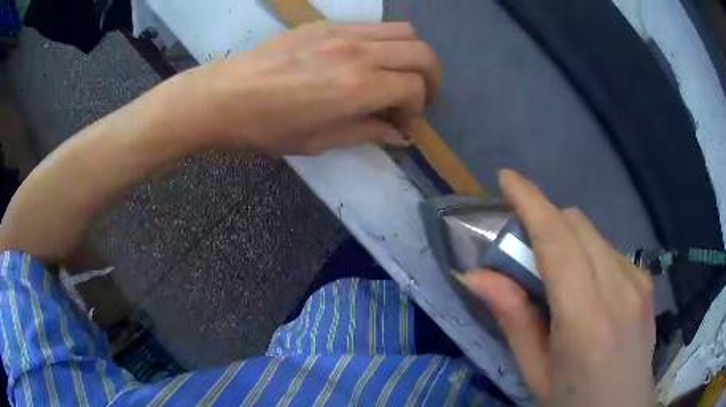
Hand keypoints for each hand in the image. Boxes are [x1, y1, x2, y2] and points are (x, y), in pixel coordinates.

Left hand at [154, 22, 440, 154]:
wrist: (224, 96)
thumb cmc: (266, 128)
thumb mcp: (319, 141)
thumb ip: (367, 132)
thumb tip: (399, 135)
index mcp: (357, 88)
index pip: (415, 89)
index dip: (417, 110)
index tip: (402, 124)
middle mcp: (358, 54)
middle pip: (423, 54)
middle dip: (431, 78)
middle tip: (418, 97)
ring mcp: (342, 33)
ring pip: (404, 32)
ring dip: (412, 55)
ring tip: (399, 74)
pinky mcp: (325, 24)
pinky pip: (373, 26)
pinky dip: (385, 42)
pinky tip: (368, 60)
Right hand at [460, 170, 655, 405]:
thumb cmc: (573, 401)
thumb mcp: (535, 372)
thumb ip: (513, 319)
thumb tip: (475, 275)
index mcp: (586, 320)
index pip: (559, 243)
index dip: (532, 202)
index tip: (507, 179)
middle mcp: (619, 290)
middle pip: (578, 225)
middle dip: (546, 221)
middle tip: (523, 247)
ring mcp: (638, 282)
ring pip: (594, 234)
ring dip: (568, 239)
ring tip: (557, 275)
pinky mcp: (646, 282)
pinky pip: (610, 250)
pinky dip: (589, 254)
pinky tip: (587, 287)